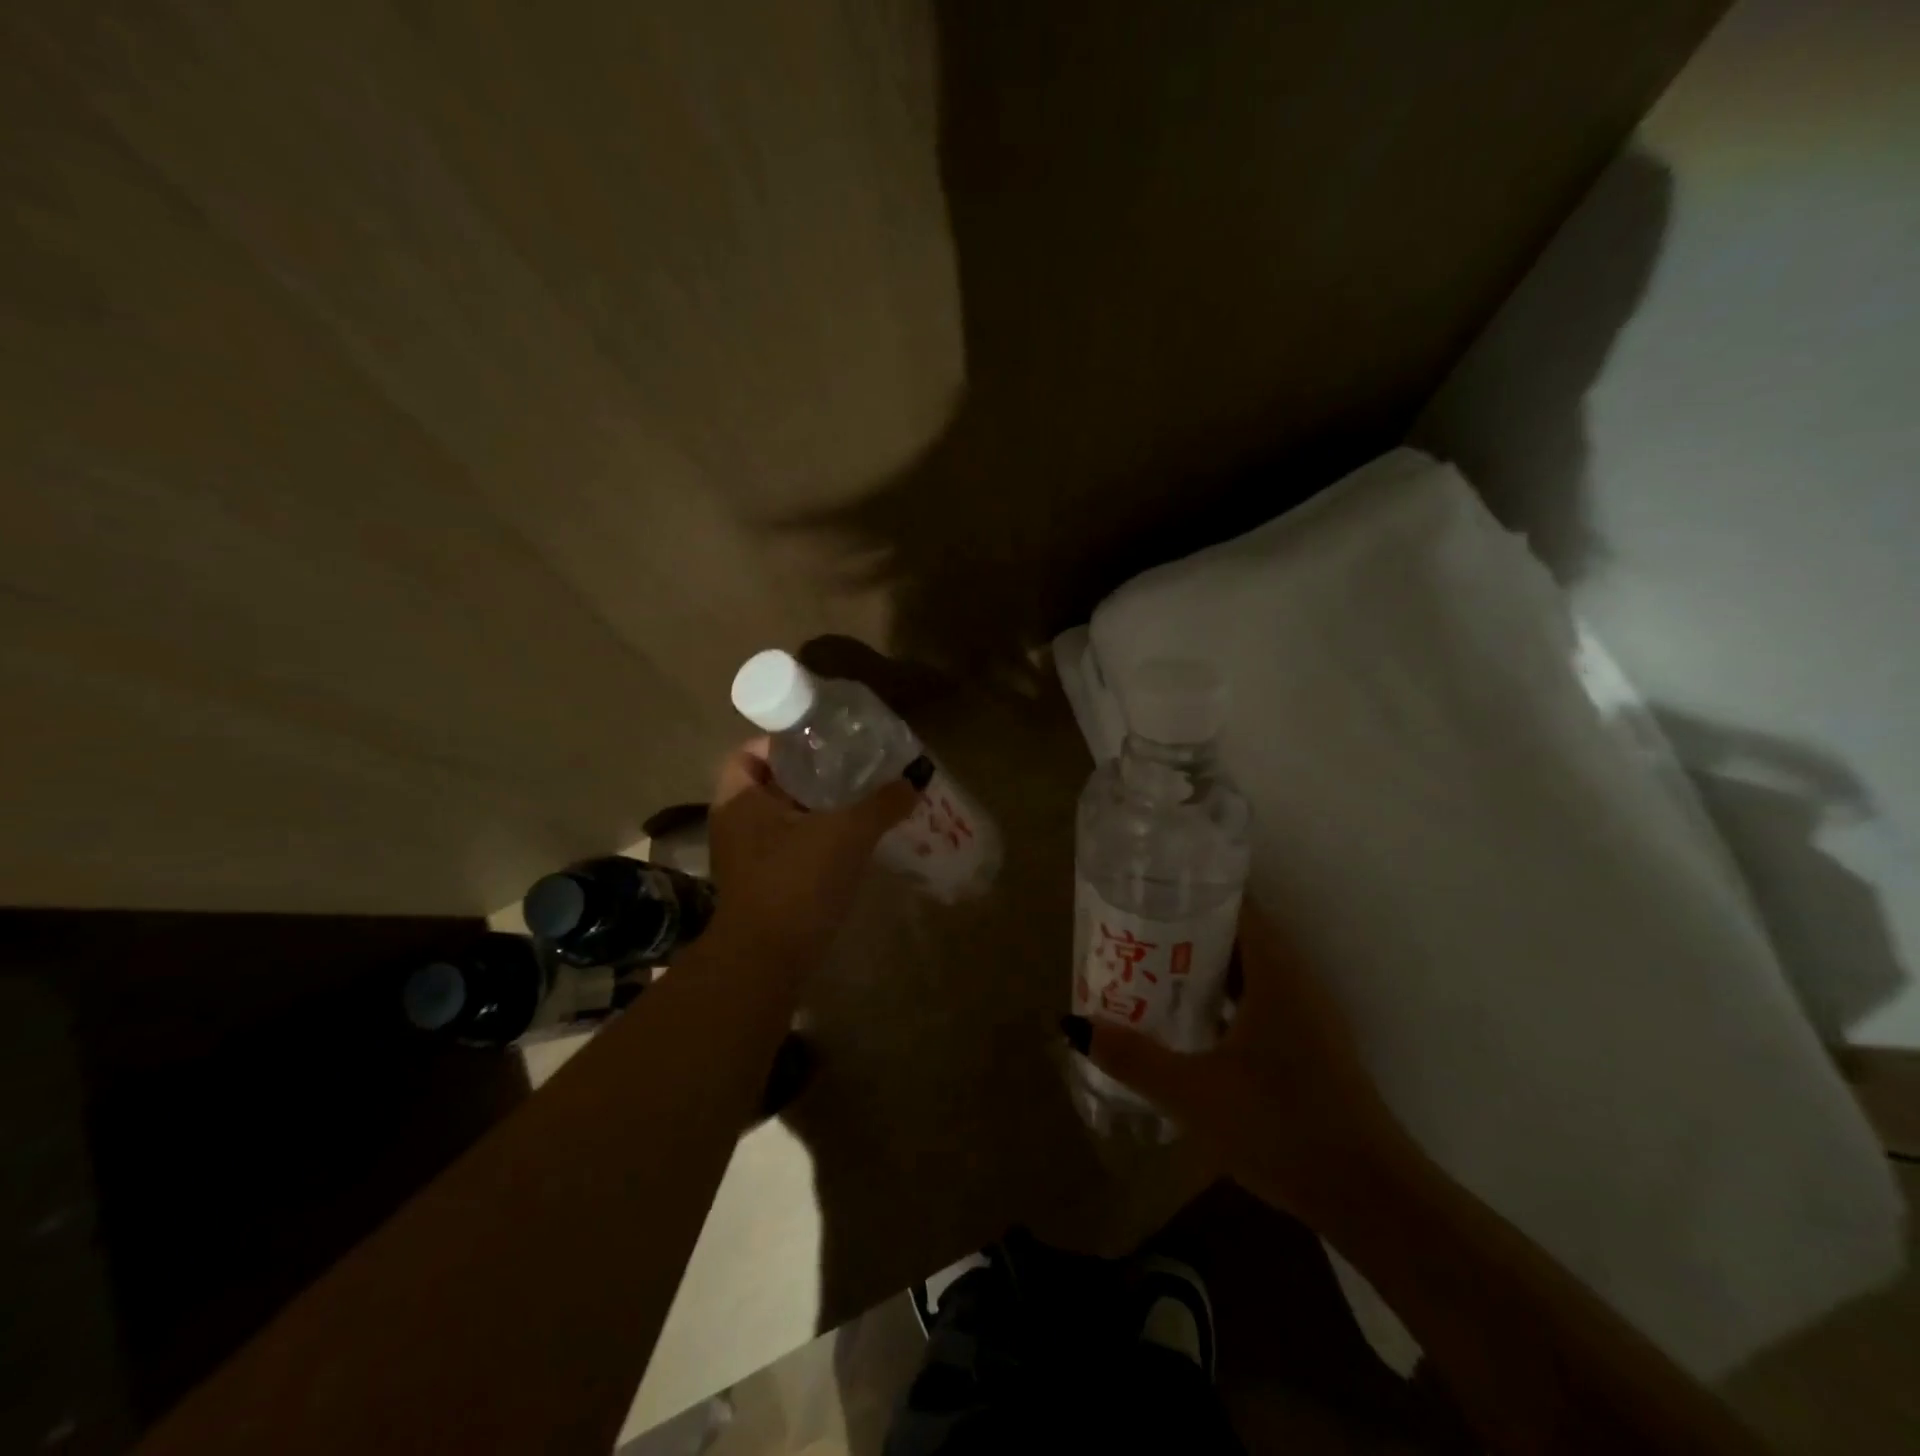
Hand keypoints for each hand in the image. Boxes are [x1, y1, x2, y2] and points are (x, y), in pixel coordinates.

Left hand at [705, 737, 918, 964]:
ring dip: (820, 807)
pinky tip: (856, 837)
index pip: (752, 751)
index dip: (785, 740)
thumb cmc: (797, 882)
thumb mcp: (847, 834)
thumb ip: (882, 802)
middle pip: (774, 782)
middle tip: (854, 765)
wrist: (768, 962)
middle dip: (813, 773)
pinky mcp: (766, 883)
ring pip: (786, 816)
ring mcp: (748, 856)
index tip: (825, 740)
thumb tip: (916, 777)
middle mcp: (737, 823)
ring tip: (863, 796)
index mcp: (740, 799)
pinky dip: (820, 837)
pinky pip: (794, 844)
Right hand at [1078, 903, 1411, 1222]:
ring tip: (1149, 967)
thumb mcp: (1193, 1093)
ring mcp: (1307, 1011)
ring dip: (1202, 963)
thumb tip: (1071, 1024)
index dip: (1190, 889)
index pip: (1234, 902)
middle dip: (1183, 927)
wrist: (1370, 1197)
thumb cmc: (1281, 1127)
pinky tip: (1189, 1018)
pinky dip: (1222, 995)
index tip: (1144, 888)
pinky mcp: (1309, 1042)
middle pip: (1236, 931)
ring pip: (1247, 967)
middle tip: (1131, 929)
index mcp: (1275, 970)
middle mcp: (1295, 978)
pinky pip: (1258, 996)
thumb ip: (1132, 1057)